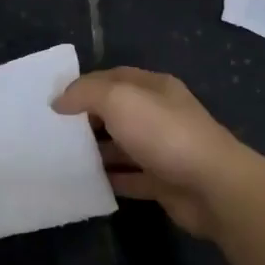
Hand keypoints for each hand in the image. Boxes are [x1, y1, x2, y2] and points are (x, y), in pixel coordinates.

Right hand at [54, 67, 249, 237]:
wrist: (212, 186)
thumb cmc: (164, 133)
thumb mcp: (119, 99)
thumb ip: (86, 93)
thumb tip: (59, 100)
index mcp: (154, 87)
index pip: (113, 77)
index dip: (83, 86)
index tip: (53, 102)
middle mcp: (160, 114)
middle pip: (116, 112)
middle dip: (86, 120)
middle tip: (52, 132)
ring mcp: (163, 149)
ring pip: (122, 146)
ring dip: (96, 151)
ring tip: (61, 159)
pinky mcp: (164, 181)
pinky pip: (130, 177)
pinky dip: (110, 179)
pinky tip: (85, 183)